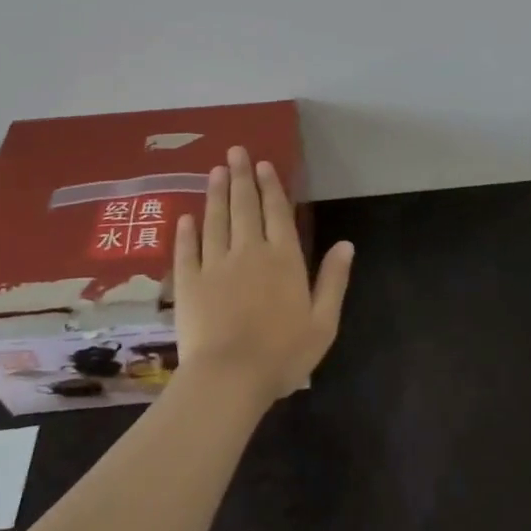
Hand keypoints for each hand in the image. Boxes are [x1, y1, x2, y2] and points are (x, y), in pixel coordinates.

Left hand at [173, 146, 353, 406]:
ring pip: (215, 221)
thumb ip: (334, 280)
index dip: (270, 186)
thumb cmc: (282, 354)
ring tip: (214, 171)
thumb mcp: (323, 322)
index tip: (263, 164)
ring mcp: (215, 266)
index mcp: (283, 258)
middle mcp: (249, 252)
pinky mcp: (189, 284)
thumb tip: (346, 244)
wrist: (229, 379)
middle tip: (235, 151)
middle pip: (245, 207)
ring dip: (215, 194)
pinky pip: (187, 251)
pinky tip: (185, 217)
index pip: (277, 212)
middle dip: (241, 177)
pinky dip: (186, 232)